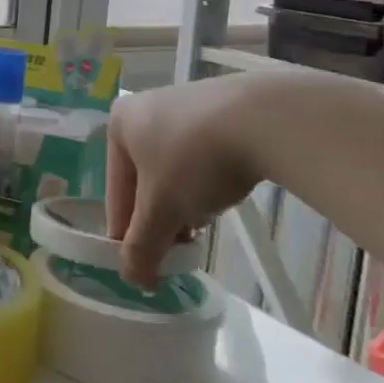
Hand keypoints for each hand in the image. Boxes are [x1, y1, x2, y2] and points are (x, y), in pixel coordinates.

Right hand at [107, 75, 279, 285]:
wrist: (267, 119)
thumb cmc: (195, 161)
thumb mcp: (162, 212)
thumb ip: (141, 246)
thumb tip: (133, 279)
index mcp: (119, 124)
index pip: (116, 191)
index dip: (129, 232)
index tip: (146, 263)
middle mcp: (146, 107)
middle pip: (147, 178)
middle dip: (162, 215)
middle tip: (180, 247)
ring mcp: (187, 102)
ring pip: (176, 167)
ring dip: (187, 200)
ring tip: (207, 221)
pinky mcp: (224, 106)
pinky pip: (205, 152)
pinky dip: (211, 177)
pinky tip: (228, 192)